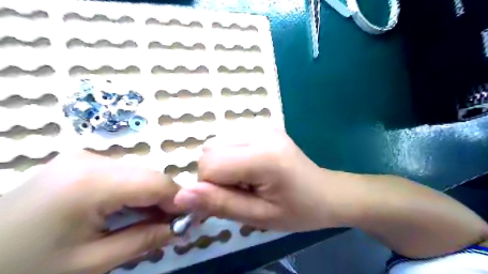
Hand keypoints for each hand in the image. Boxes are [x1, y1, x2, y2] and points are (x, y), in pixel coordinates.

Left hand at [0, 151, 180, 273]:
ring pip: (138, 173)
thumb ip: (145, 240)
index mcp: (92, 182)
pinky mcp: (79, 162)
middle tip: (171, 226)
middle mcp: (91, 159)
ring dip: (150, 196)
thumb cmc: (26, 268)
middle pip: (149, 176)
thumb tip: (183, 229)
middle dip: (165, 200)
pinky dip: (133, 191)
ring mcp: (83, 157)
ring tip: (150, 221)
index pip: (157, 183)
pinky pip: (121, 174)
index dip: (180, 201)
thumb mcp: (92, 263)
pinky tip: (128, 211)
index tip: (190, 221)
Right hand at [174, 127, 344, 230]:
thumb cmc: (298, 210)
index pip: (209, 164)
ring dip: (223, 164)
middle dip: (216, 174)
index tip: (232, 198)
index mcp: (264, 156)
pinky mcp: (263, 125)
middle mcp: (261, 132)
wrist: (326, 192)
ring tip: (248, 178)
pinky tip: (252, 166)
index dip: (211, 186)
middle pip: (210, 149)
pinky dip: (231, 155)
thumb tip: (180, 196)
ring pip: (216, 143)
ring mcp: (263, 125)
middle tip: (242, 189)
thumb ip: (220, 204)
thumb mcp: (259, 217)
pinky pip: (229, 139)